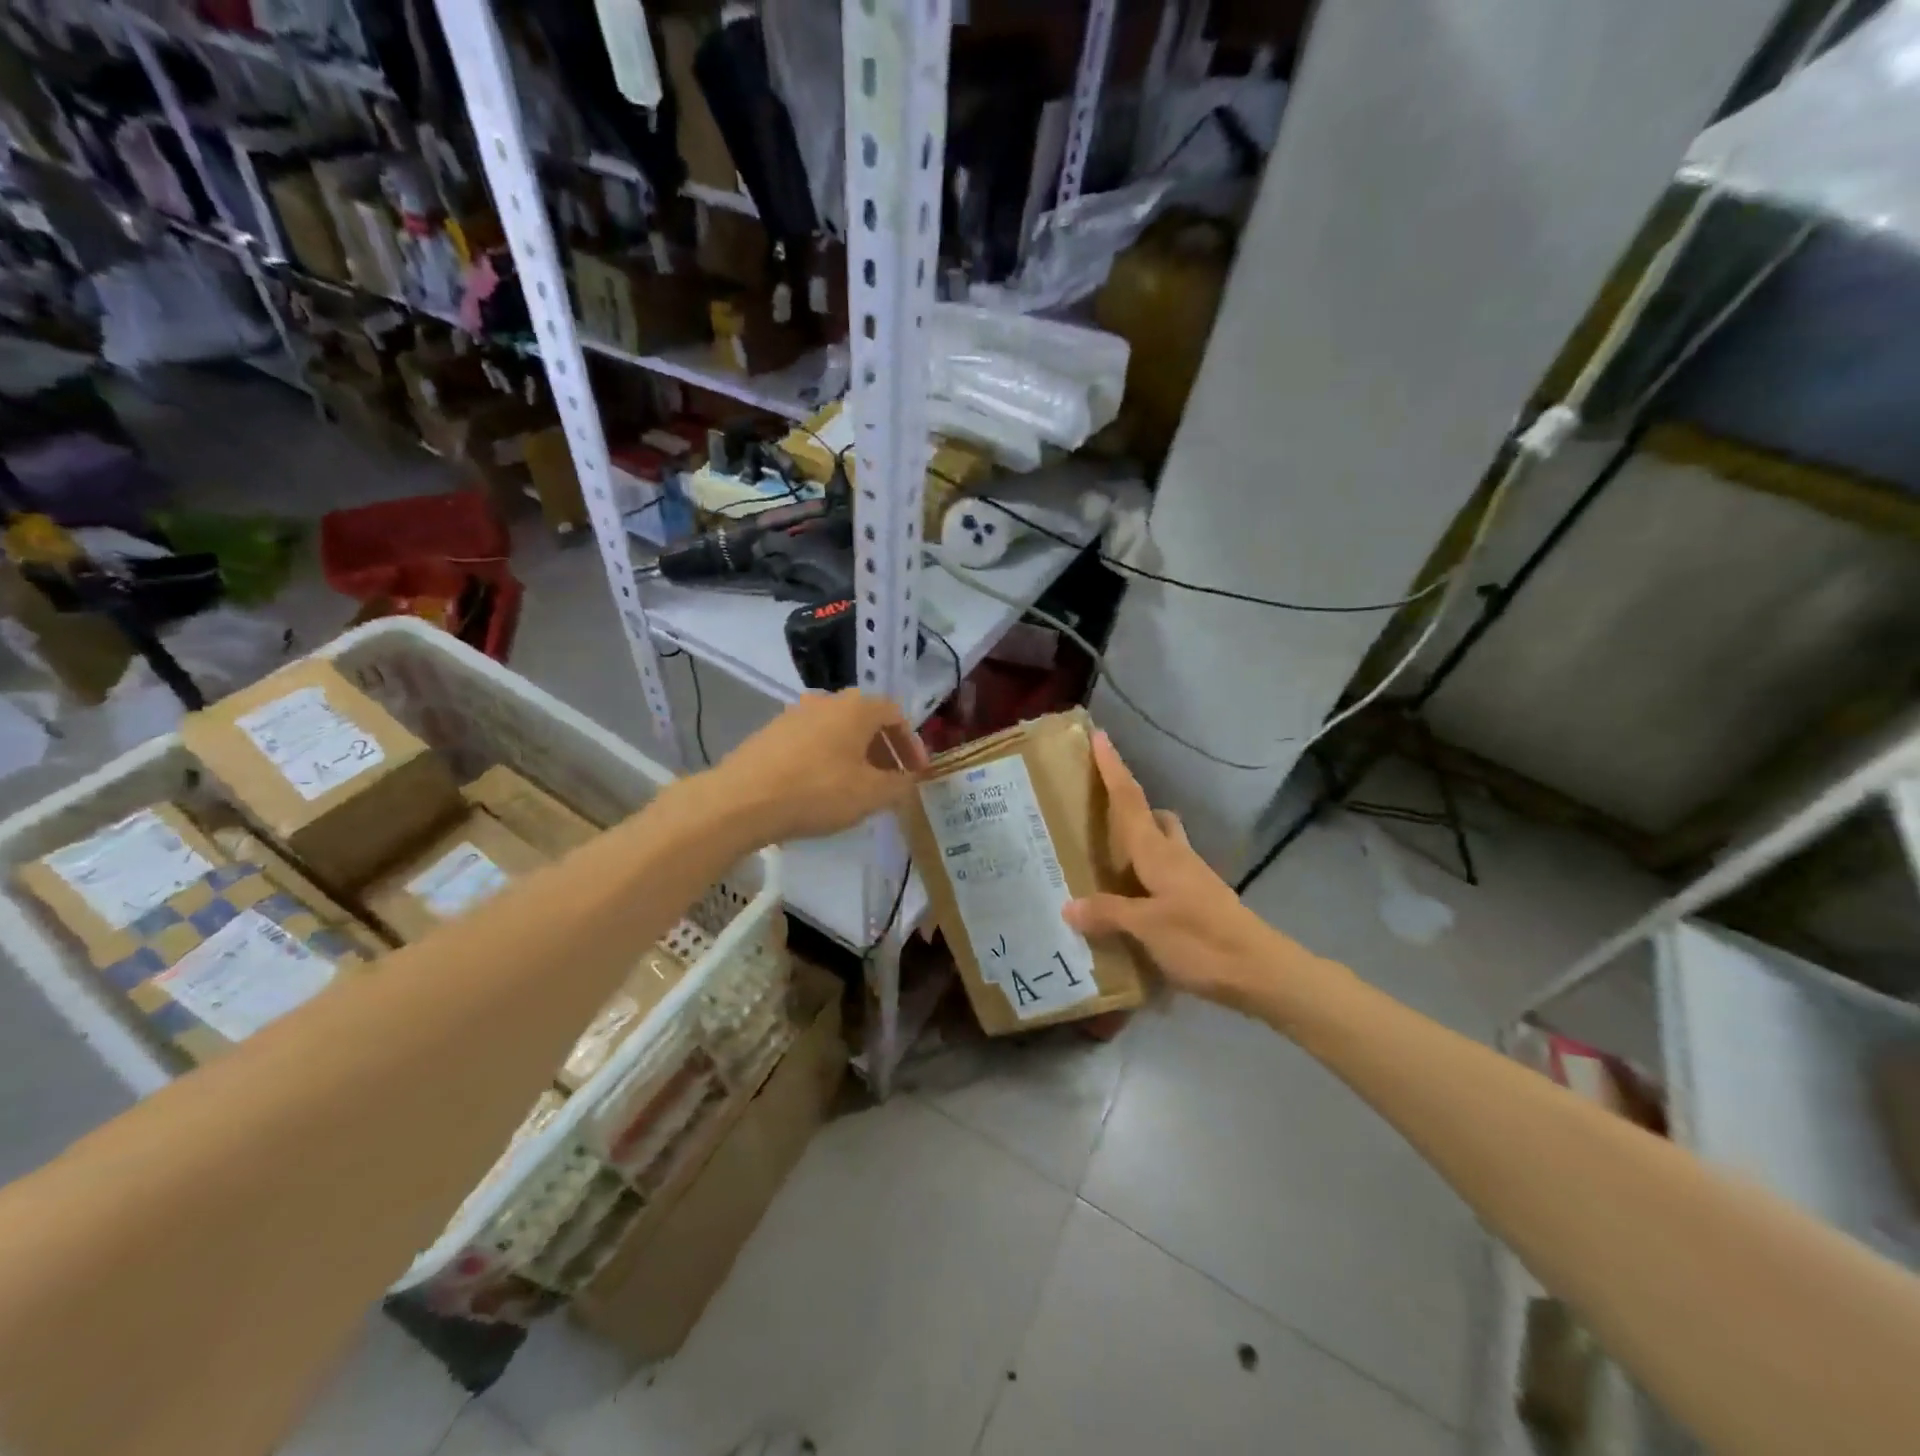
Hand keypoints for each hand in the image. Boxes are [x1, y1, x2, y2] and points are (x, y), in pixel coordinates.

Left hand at [710, 690, 929, 844]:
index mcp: (857, 707)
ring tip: (859, 788)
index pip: (896, 715)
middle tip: (892, 781)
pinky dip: (828, 760)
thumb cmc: (818, 791)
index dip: (912, 745)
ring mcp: (794, 715)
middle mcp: (827, 701)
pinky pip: (812, 742)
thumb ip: (899, 786)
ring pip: (837, 732)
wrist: (741, 800)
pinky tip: (823, 788)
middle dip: (884, 750)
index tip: (917, 773)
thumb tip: (909, 780)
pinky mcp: (770, 734)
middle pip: (866, 721)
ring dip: (855, 755)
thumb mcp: (871, 794)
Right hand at [1061, 731, 1296, 1009]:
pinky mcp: (1200, 899)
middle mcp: (1175, 856)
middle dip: (1129, 805)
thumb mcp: (1147, 928)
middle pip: (1152, 817)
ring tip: (1107, 859)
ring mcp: (1192, 877)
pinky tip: (1131, 899)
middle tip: (1097, 812)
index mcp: (1158, 852)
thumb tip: (1068, 906)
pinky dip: (1147, 872)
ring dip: (1140, 839)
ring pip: (1163, 842)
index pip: (1130, 801)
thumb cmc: (1201, 940)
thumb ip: (1107, 913)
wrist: (1261, 970)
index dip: (1113, 769)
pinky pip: (1166, 871)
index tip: (1099, 736)